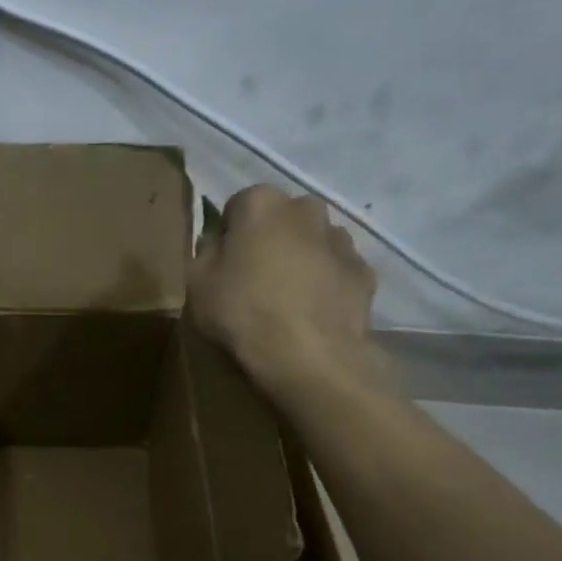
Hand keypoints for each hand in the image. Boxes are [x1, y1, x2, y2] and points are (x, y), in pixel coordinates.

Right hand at [188, 186, 386, 404]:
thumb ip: (204, 253)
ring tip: (285, 299)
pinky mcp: (365, 272)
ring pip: (312, 241)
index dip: (228, 235)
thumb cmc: (243, 313)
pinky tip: (311, 312)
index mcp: (262, 204)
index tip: (223, 265)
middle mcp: (306, 209)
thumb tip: (217, 243)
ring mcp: (342, 240)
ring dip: (299, 258)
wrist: (310, 356)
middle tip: (253, 278)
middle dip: (268, 239)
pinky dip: (324, 282)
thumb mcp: (196, 283)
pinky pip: (335, 270)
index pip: (238, 206)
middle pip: (280, 219)